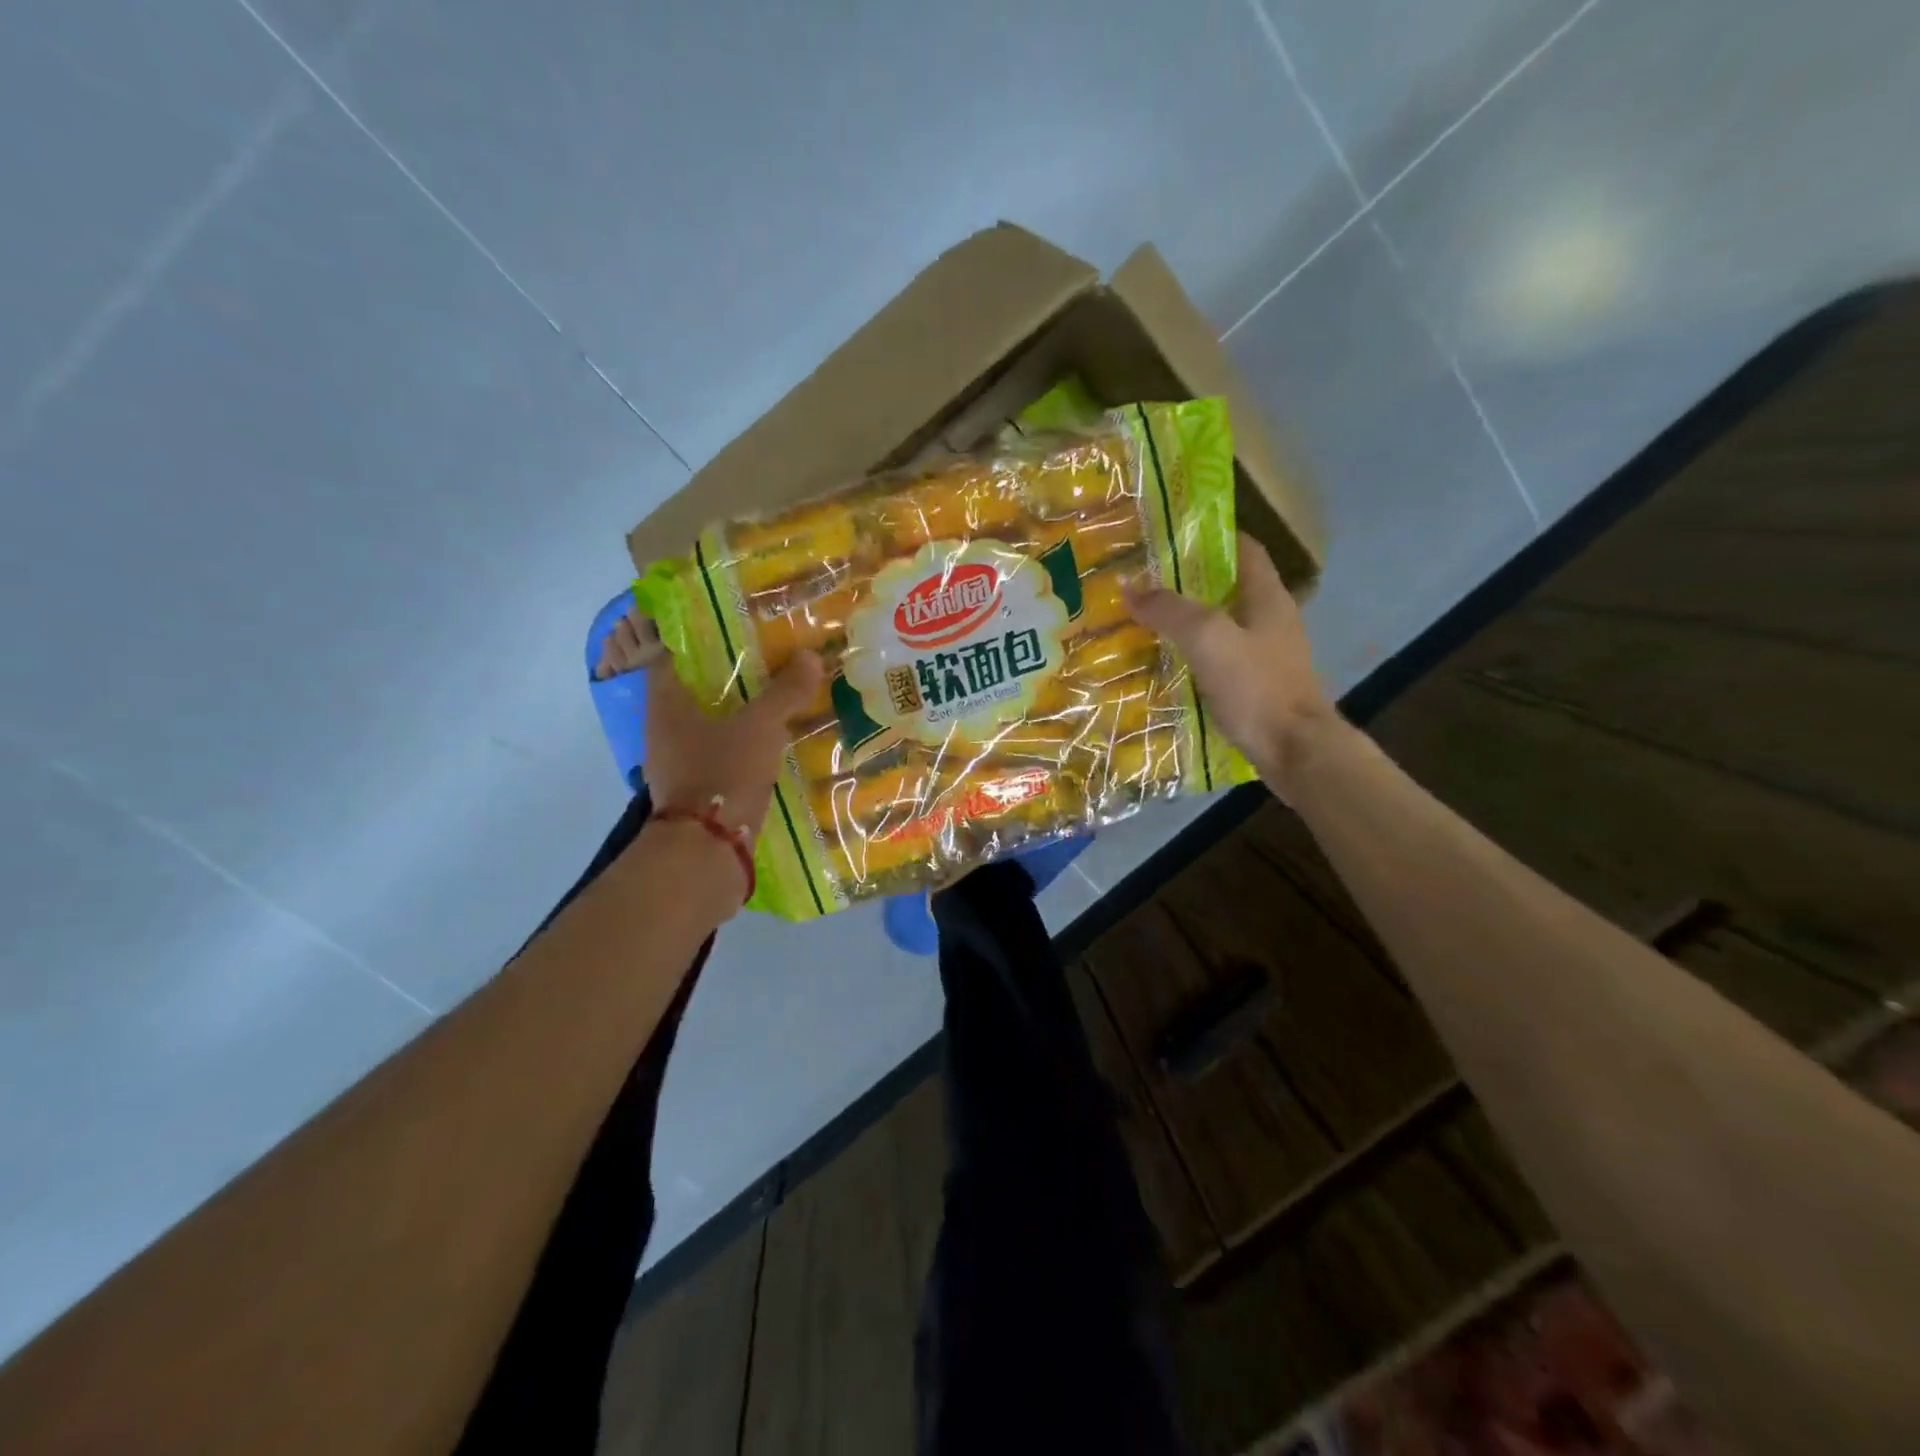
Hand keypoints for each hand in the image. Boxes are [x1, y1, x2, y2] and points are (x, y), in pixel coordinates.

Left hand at [600, 609, 822, 840]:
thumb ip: (785, 692)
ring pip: (709, 724)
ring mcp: (678, 762)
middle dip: (728, 676)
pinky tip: (773, 740)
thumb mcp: (761, 726)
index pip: (672, 657)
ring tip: (776, 696)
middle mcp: (664, 730)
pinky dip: (742, 743)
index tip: (731, 628)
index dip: (698, 639)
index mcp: (666, 705)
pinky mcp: (697, 789)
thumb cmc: (723, 772)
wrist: (707, 849)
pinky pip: (720, 753)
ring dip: (737, 712)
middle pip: (694, 691)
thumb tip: (810, 656)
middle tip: (766, 658)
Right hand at [1125, 532, 1337, 799]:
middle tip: (1145, 581)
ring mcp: (1265, 655)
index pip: (1244, 549)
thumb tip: (1129, 585)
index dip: (1212, 536)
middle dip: (1189, 581)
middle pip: (1229, 587)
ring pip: (1222, 625)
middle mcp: (1270, 620)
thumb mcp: (1208, 638)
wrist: (1294, 750)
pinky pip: (1220, 658)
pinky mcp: (1256, 686)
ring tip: (1146, 620)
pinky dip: (1194, 654)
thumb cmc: (1256, 686)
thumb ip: (1169, 610)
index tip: (1172, 535)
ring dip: (1189, 620)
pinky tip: (1166, 663)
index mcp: (1267, 597)